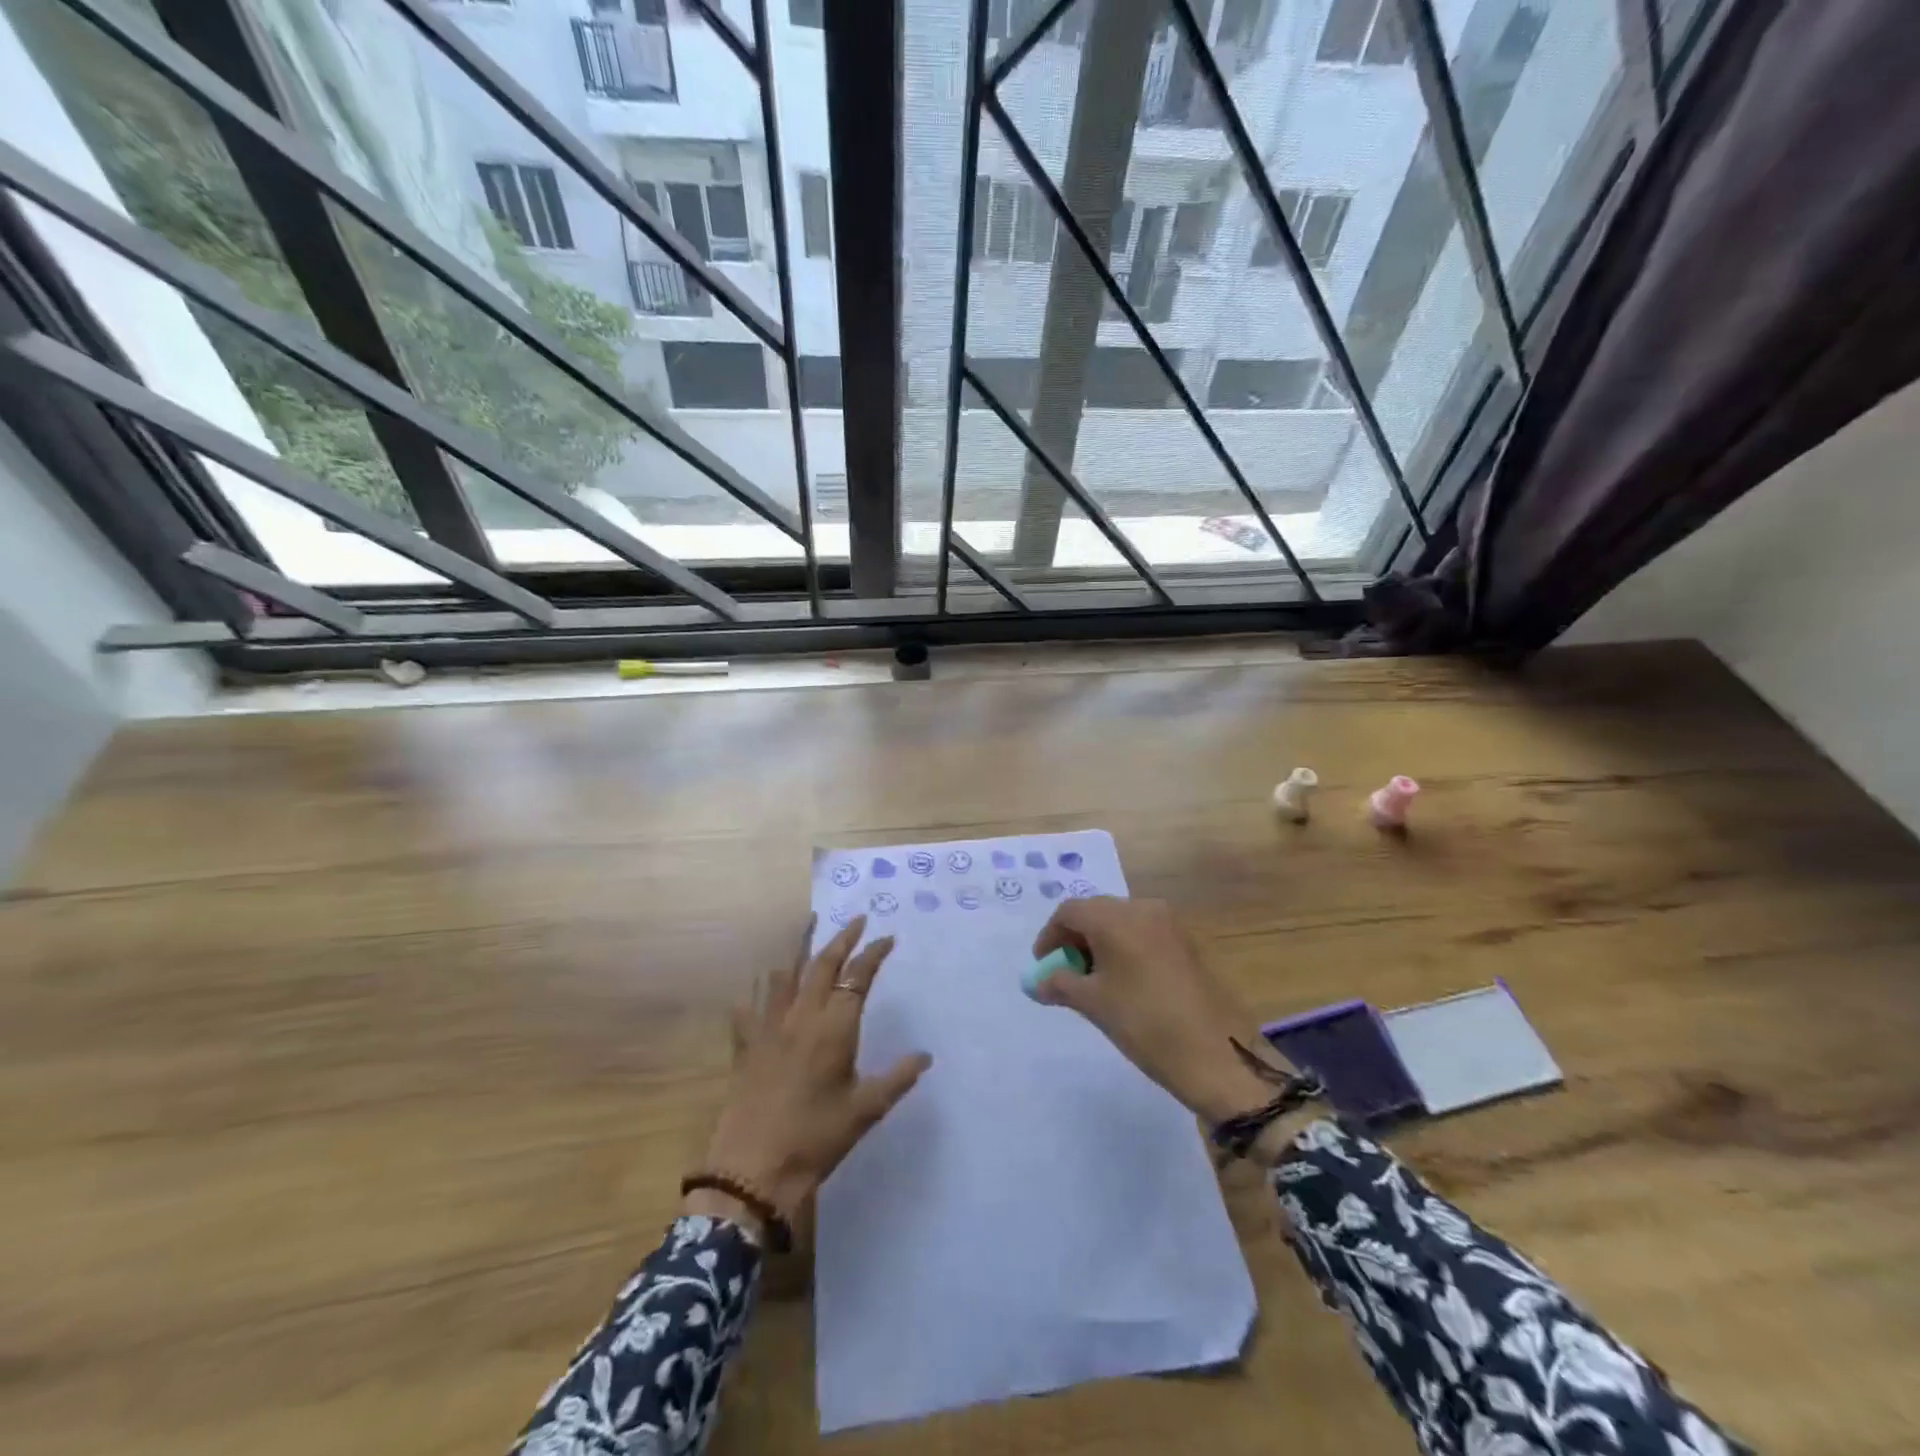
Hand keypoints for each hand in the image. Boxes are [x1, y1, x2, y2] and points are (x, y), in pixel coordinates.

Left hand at [698, 917, 930, 1225]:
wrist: (753, 1169)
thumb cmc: (816, 1138)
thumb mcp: (865, 1111)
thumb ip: (897, 1079)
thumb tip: (925, 1056)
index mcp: (834, 1028)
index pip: (857, 977)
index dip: (873, 954)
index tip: (887, 938)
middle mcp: (801, 1017)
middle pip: (822, 965)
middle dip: (841, 939)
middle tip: (856, 921)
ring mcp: (769, 1029)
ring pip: (784, 977)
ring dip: (799, 952)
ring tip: (807, 932)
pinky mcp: (745, 1046)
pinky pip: (748, 1010)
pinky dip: (756, 996)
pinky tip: (754, 994)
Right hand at [1032, 897, 1281, 1123]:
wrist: (1218, 1054)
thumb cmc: (1145, 1023)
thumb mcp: (1094, 1004)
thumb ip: (1059, 985)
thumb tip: (1038, 982)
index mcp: (1116, 917)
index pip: (1070, 911)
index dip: (1050, 936)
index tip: (1043, 965)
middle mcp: (1143, 909)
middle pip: (1096, 912)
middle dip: (1075, 939)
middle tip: (1066, 973)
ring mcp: (1170, 924)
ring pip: (1122, 923)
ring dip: (1101, 944)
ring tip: (1094, 982)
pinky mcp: (1187, 943)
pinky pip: (1144, 934)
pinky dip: (1125, 949)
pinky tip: (1124, 983)